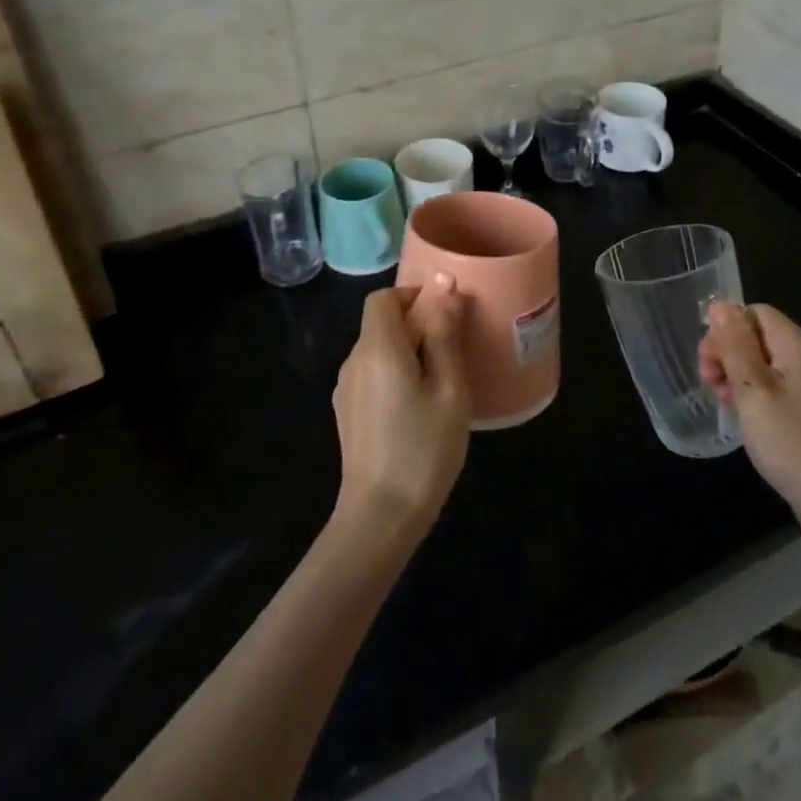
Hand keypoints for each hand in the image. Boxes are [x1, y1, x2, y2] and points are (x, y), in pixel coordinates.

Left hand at [331, 278, 472, 545]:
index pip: (383, 298)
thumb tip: (444, 285)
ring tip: (442, 381)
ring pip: (378, 351)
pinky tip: (419, 407)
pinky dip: (396, 374)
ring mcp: (346, 389)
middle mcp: (354, 361)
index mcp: (377, 348)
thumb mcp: (449, 388)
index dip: (413, 295)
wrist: (381, 515)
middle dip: (417, 325)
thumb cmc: (423, 447)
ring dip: (408, 352)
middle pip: (381, 323)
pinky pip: (373, 375)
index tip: (445, 314)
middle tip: (454, 352)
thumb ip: (444, 334)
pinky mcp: (348, 413)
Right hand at [700, 302, 800, 573]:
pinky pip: (776, 387)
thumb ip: (735, 346)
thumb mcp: (754, 392)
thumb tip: (720, 304)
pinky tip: (744, 419)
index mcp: (798, 345)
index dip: (724, 331)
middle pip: (758, 335)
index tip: (708, 366)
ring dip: (737, 376)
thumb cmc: (794, 445)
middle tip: (711, 387)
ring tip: (724, 406)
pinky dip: (754, 395)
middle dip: (727, 354)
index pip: (753, 312)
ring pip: (763, 362)